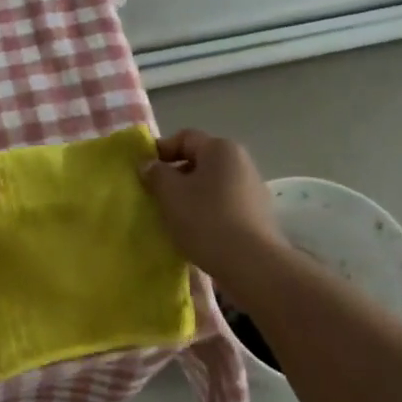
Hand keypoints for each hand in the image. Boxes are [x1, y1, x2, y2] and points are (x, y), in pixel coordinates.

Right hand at [140, 129, 285, 282]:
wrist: (251, 263)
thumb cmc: (206, 219)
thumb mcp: (170, 194)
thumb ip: (156, 173)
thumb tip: (150, 165)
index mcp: (221, 148)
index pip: (185, 137)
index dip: (161, 150)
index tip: (144, 171)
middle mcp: (241, 161)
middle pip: (200, 160)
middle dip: (175, 175)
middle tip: (156, 195)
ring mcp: (253, 188)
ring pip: (211, 184)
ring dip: (191, 195)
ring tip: (173, 216)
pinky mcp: (257, 214)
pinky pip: (224, 203)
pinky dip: (207, 211)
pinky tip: (196, 230)